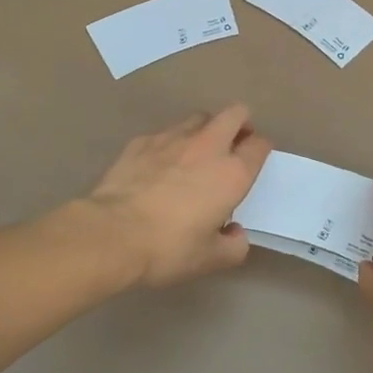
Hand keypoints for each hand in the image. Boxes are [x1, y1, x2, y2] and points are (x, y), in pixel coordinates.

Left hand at [82, 105, 271, 287]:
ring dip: (205, 130)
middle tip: (233, 144)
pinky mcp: (142, 140)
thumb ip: (233, 246)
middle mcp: (208, 146)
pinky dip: (169, 144)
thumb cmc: (168, 248)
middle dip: (240, 123)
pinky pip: (165, 133)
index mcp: (232, 173)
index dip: (261, 149)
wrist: (112, 234)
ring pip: (199, 118)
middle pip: (235, 113)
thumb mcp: (210, 259)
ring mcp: (173, 138)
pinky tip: (158, 165)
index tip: (254, 161)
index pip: (260, 144)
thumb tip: (235, 233)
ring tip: (196, 153)